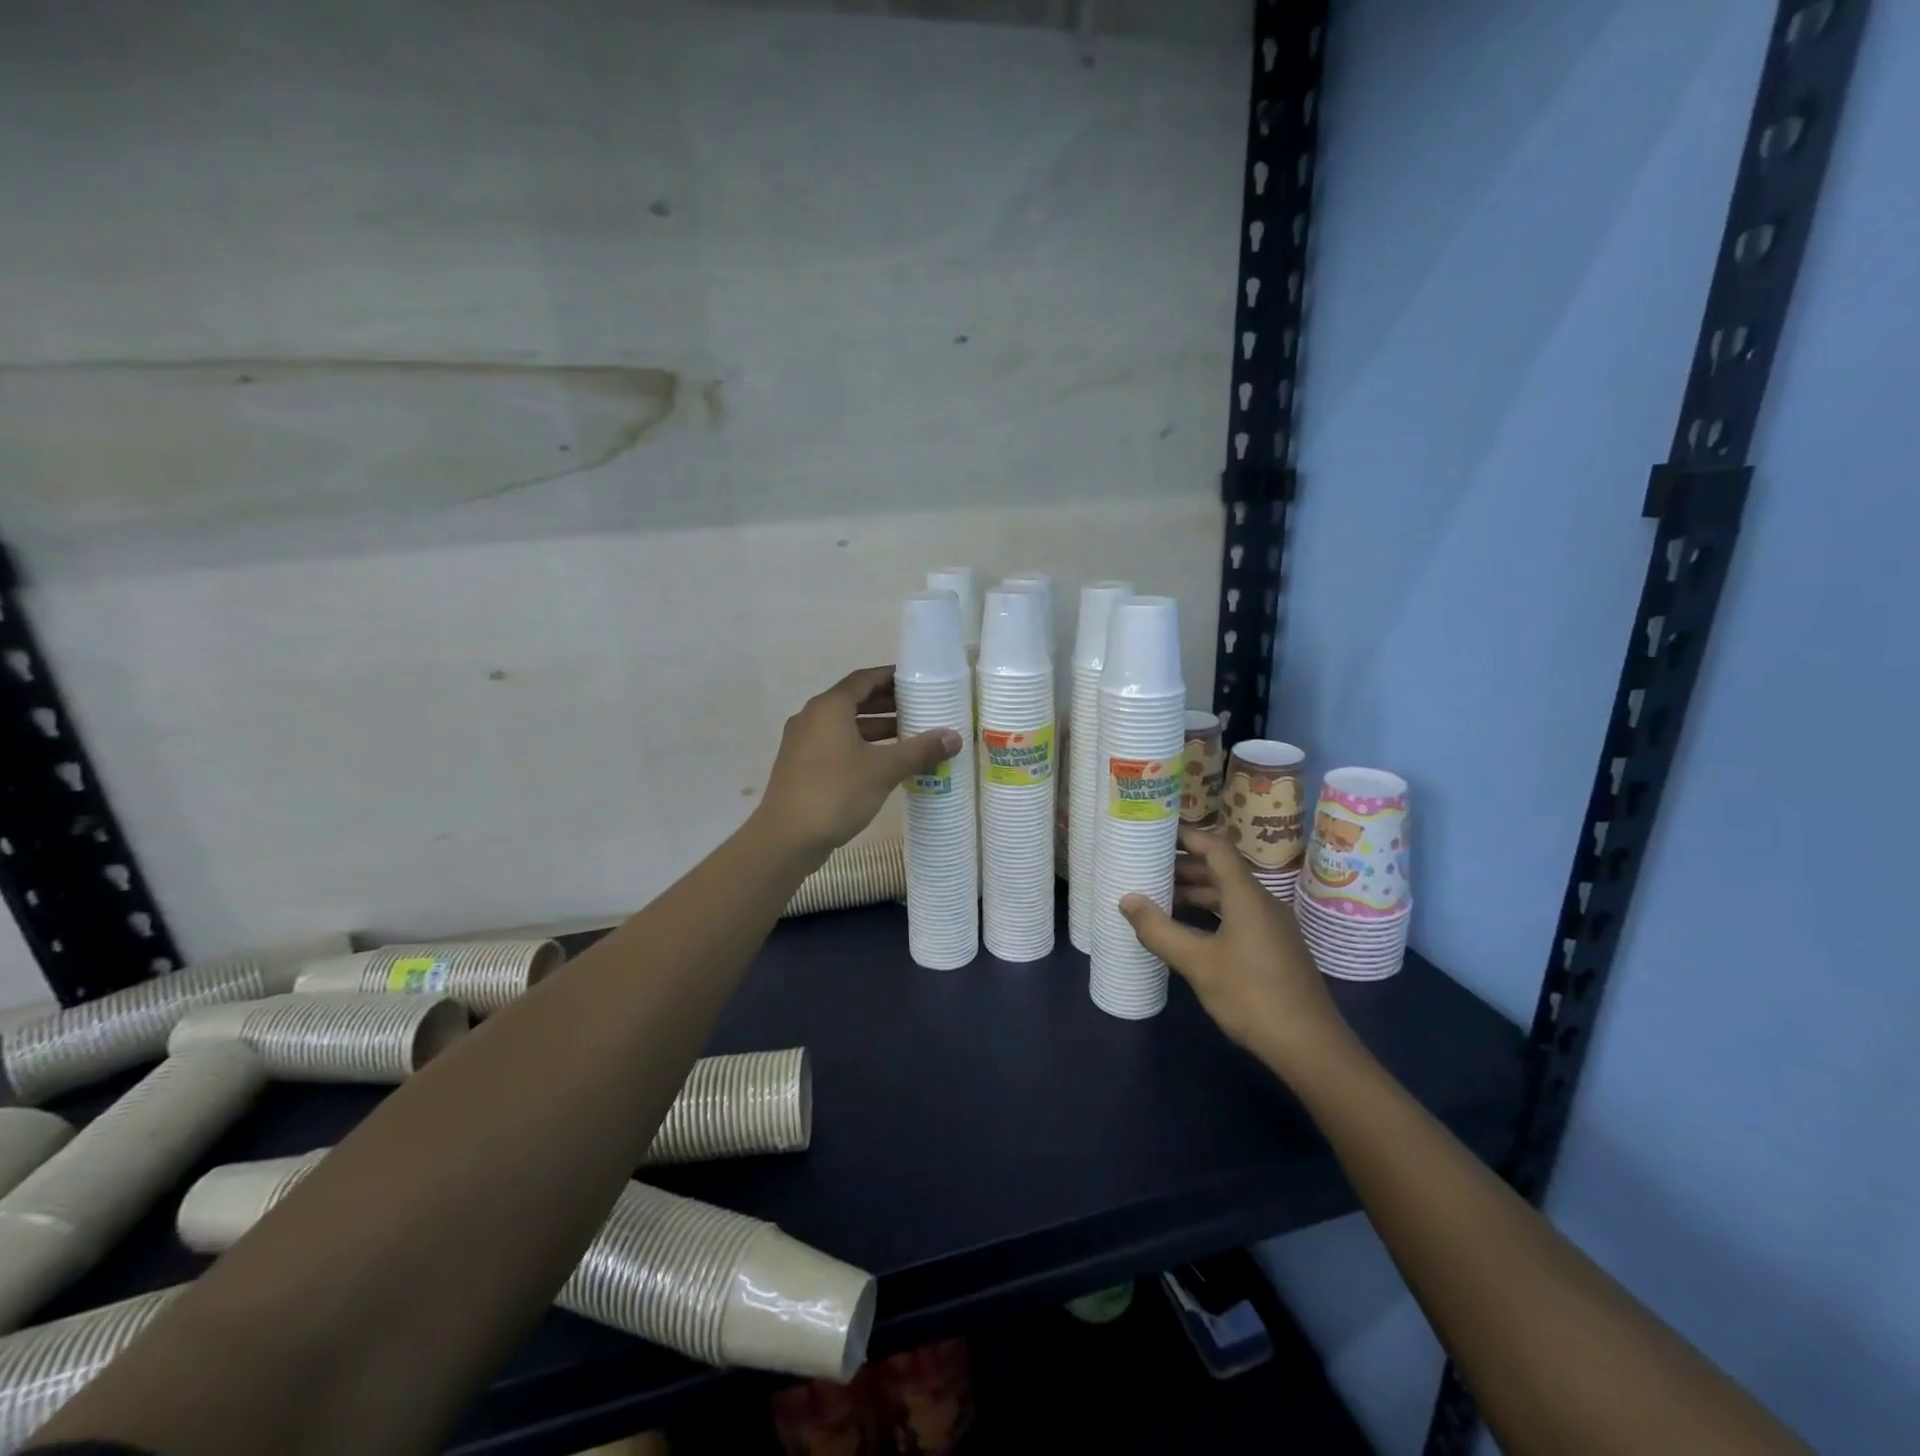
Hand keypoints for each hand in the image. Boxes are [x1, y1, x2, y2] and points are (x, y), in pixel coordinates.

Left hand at [757, 666, 961, 862]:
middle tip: (920, 709)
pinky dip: (860, 746)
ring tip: (909, 736)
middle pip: (854, 701)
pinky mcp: (801, 766)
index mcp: (829, 708)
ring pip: (845, 725)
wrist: (787, 837)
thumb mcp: (884, 770)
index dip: (891, 677)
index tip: (917, 680)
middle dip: (887, 704)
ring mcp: (803, 743)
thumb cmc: (836, 792)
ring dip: (875, 728)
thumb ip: (920, 750)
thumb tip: (954, 737)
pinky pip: (836, 744)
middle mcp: (812, 717)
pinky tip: (884, 763)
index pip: (864, 679)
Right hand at [1119, 827, 1347, 1074]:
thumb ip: (1160, 930)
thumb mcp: (1198, 963)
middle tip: (1147, 866)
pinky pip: (1237, 915)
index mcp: (1247, 896)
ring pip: (1229, 895)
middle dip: (1184, 866)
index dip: (1187, 836)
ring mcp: (1271, 926)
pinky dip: (1210, 912)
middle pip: (1221, 870)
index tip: (1156, 831)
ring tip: (1159, 896)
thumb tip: (1126, 900)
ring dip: (1196, 891)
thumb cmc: (1252, 996)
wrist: (1311, 1047)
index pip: (1216, 848)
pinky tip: (1187, 929)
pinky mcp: (1274, 948)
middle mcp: (1263, 902)